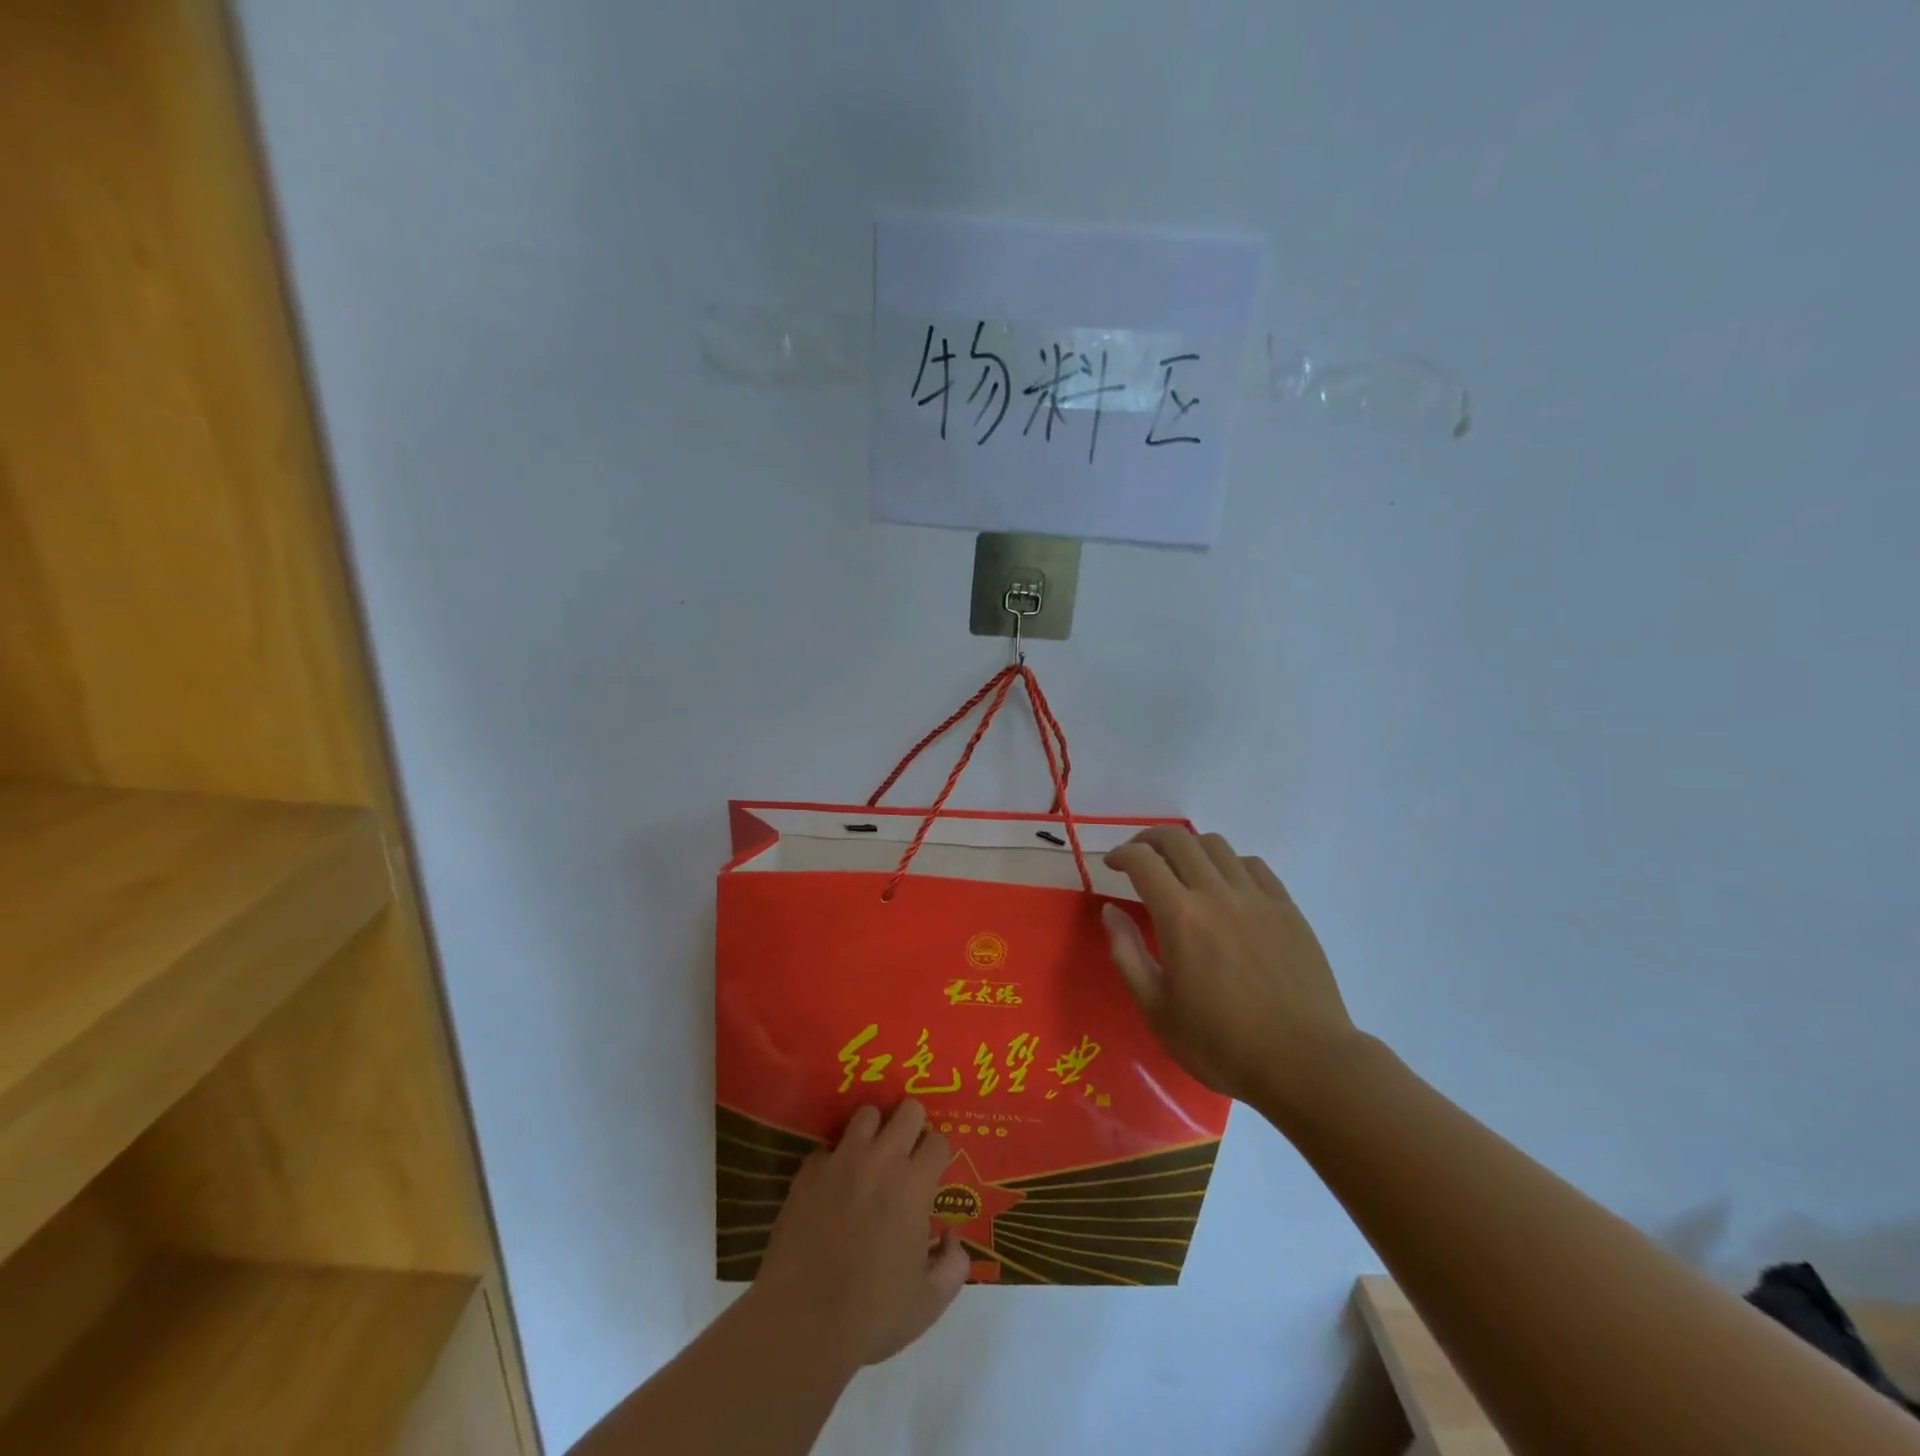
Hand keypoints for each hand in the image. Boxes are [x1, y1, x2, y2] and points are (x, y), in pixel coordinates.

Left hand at [749, 1101, 968, 1373]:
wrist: (802, 1323)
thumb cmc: (872, 1315)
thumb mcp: (930, 1303)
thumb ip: (954, 1264)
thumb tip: (951, 1236)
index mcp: (914, 1185)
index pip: (938, 1140)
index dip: (938, 1154)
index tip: (933, 1171)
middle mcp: (881, 1160)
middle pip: (908, 1110)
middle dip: (913, 1125)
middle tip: (907, 1153)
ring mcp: (841, 1161)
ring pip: (866, 1114)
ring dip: (874, 1130)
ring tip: (871, 1156)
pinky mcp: (808, 1172)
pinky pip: (827, 1148)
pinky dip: (835, 1160)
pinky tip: (833, 1185)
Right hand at [1103, 825, 1359, 1109]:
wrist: (1305, 1063)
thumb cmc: (1221, 1045)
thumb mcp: (1156, 1010)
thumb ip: (1127, 954)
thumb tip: (1111, 911)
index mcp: (1181, 918)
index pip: (1143, 860)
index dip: (1121, 854)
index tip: (1112, 865)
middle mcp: (1217, 895)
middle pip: (1178, 840)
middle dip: (1149, 840)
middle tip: (1138, 858)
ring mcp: (1257, 898)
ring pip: (1216, 845)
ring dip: (1188, 848)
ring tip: (1181, 870)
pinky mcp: (1287, 908)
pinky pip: (1252, 865)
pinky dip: (1228, 864)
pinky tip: (1225, 887)